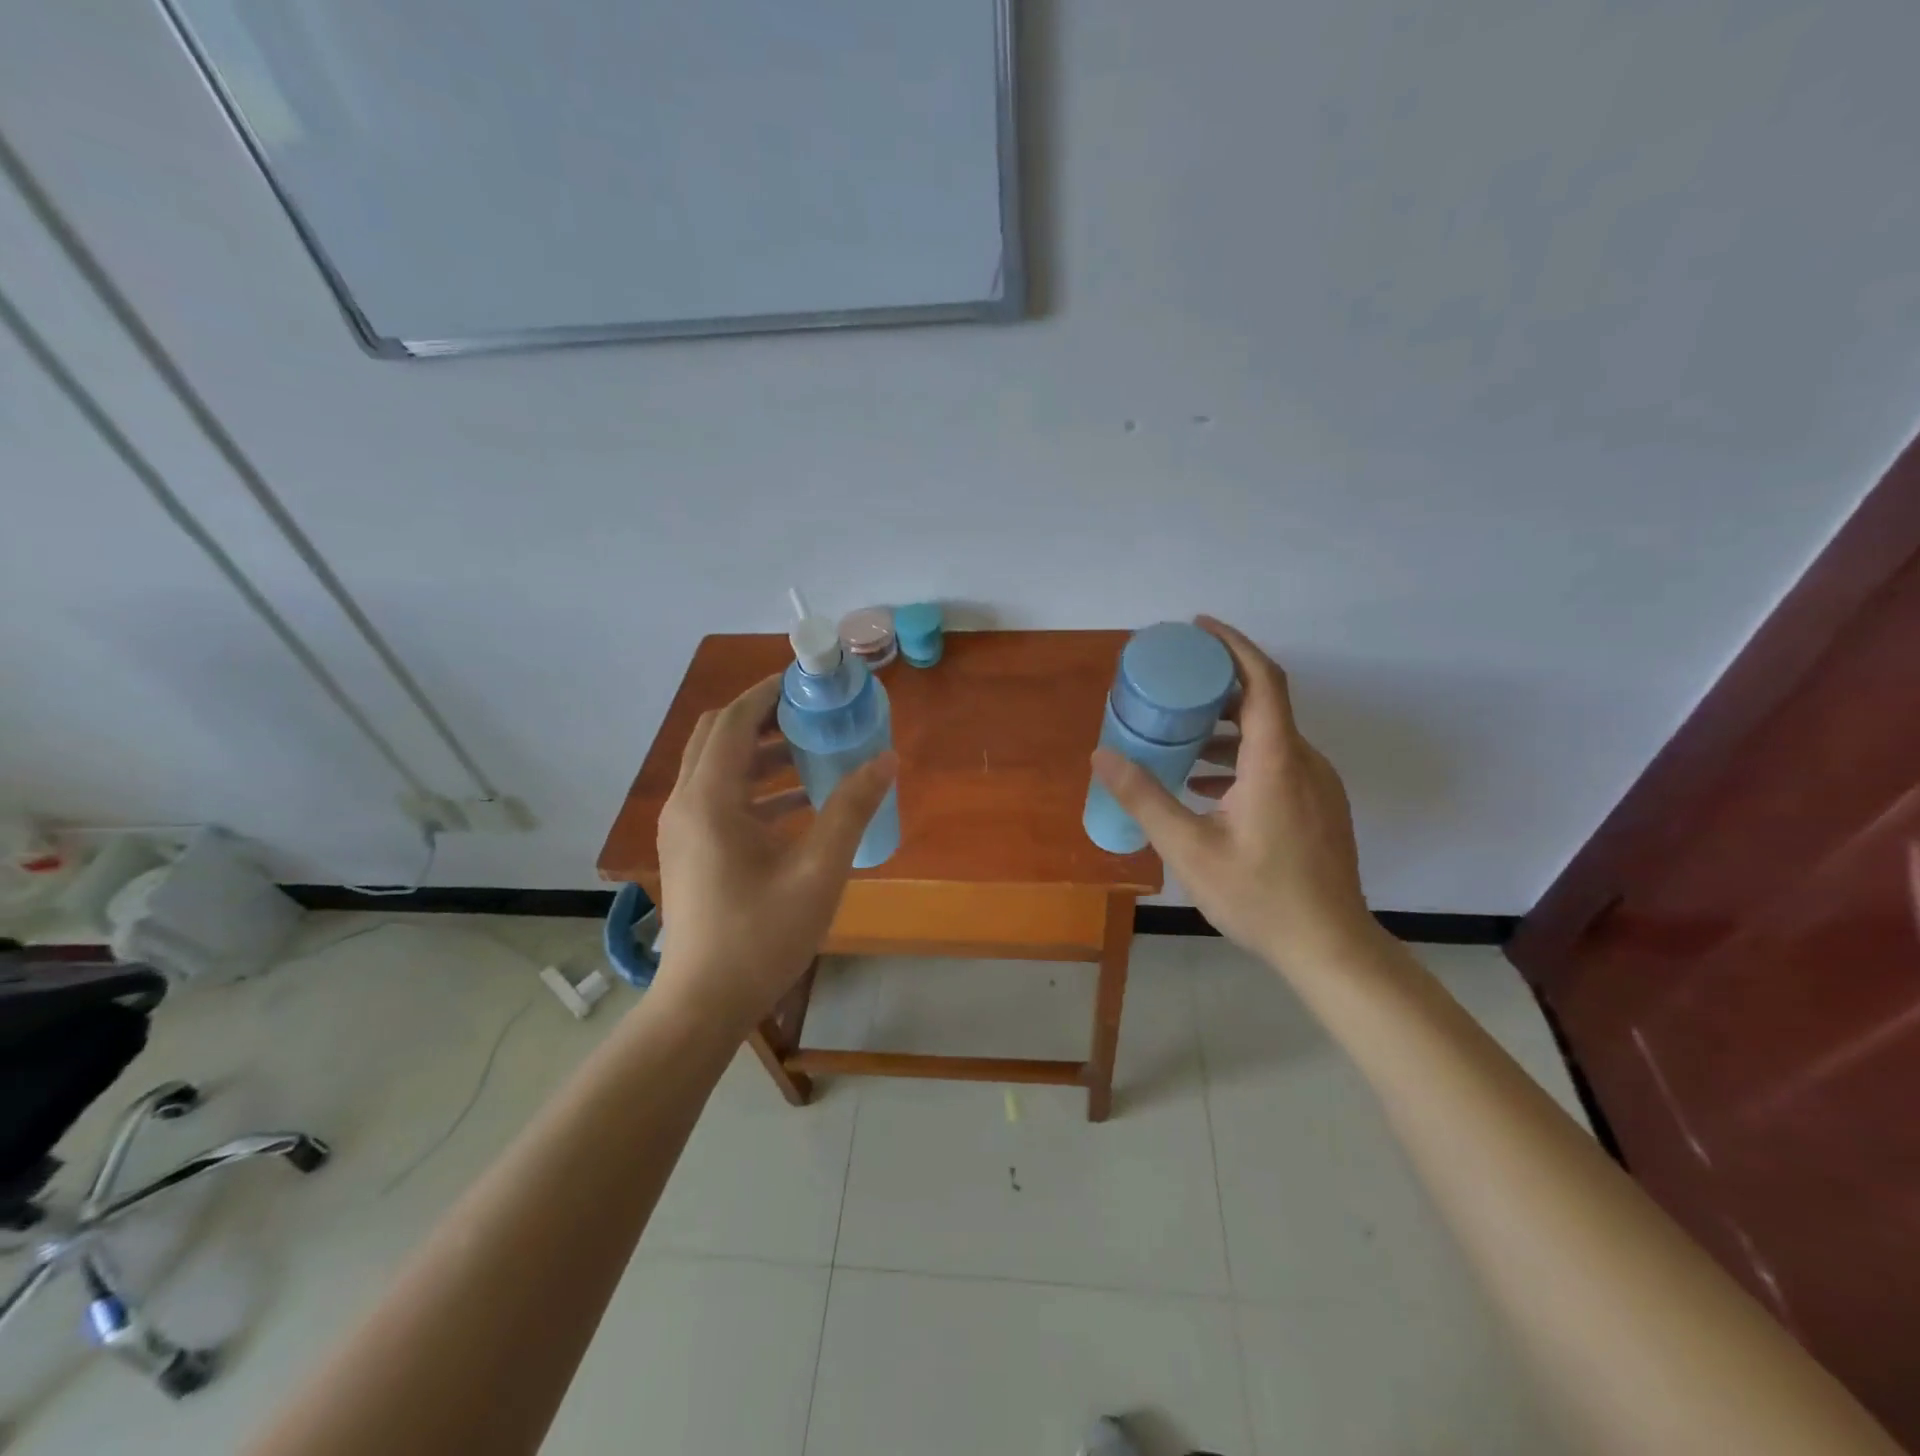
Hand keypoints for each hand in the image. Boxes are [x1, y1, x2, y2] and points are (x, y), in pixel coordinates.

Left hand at [653, 675, 896, 1033]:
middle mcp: (686, 803)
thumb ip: (851, 809)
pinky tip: (798, 803)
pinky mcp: (689, 850)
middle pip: (719, 735)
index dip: (769, 692)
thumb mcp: (818, 870)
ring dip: (761, 752)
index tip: (808, 680)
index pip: (735, 720)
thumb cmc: (761, 935)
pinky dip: (755, 786)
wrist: (704, 1003)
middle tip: (812, 711)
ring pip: (718, 767)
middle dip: (764, 715)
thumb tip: (885, 759)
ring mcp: (682, 828)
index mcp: (710, 799)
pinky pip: (719, 797)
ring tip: (812, 750)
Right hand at [1090, 617, 1377, 975]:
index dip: (1233, 645)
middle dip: (1218, 687)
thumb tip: (1102, 755)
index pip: (1262, 680)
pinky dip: (1240, 759)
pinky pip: (1276, 763)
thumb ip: (1145, 798)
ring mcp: (1316, 786)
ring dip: (1225, 728)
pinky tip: (1204, 786)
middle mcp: (1303, 762)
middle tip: (1173, 685)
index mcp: (1276, 760)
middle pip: (1264, 703)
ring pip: (1269, 736)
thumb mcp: (1189, 848)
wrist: (1330, 947)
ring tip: (1179, 738)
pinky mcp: (1318, 807)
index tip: (1198, 628)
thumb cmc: (1259, 896)